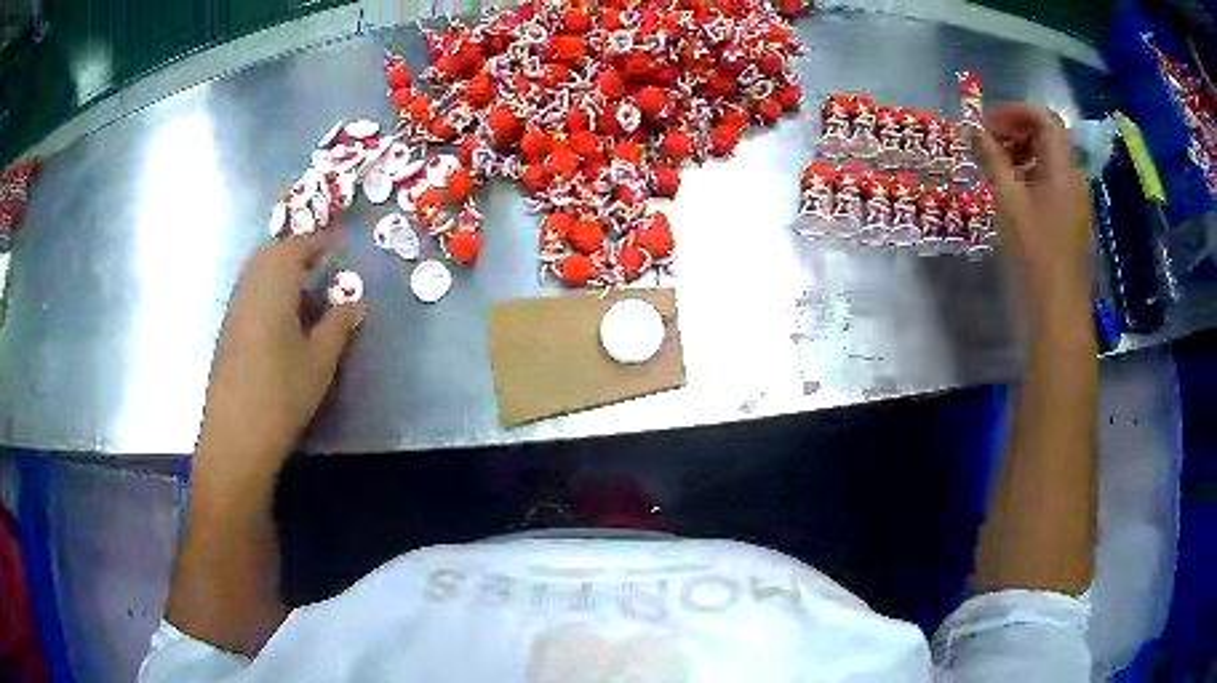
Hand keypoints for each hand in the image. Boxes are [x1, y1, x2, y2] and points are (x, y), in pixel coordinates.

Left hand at [195, 233, 365, 476]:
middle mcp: (250, 287)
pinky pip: (250, 290)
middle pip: (272, 252)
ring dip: (281, 269)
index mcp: (274, 286)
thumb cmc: (282, 394)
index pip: (298, 246)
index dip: (320, 242)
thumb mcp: (319, 360)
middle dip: (298, 250)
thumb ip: (338, 325)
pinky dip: (268, 287)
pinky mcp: (228, 329)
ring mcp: (235, 308)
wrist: (236, 435)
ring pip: (257, 270)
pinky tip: (283, 315)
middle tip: (323, 265)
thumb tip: (357, 303)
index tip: (341, 246)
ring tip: (306, 290)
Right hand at [979, 105, 1090, 301]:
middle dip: (1016, 129)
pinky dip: (1029, 170)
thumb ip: (993, 159)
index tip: (988, 122)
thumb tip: (973, 129)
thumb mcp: (1009, 201)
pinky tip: (1011, 186)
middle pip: (1047, 135)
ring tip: (995, 163)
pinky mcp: (1070, 212)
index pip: (1044, 119)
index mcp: (1063, 168)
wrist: (1058, 307)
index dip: (1016, 112)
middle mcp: (1073, 175)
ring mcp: (1073, 195)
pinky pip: (1050, 177)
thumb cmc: (1035, 252)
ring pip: (1048, 156)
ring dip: (1021, 149)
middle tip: (987, 140)